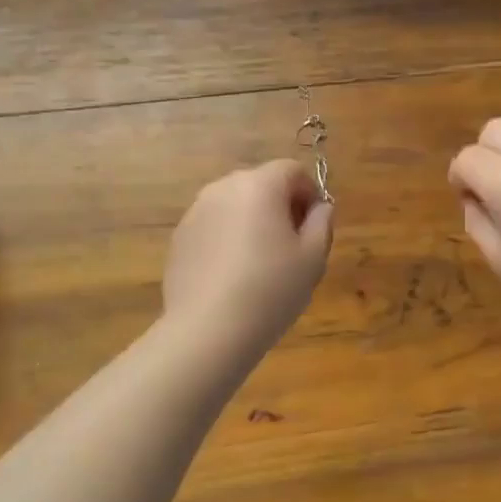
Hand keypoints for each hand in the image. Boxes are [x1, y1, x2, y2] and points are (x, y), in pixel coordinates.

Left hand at [163, 159, 334, 354]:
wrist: (208, 330)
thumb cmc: (270, 289)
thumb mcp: (313, 258)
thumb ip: (321, 223)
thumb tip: (320, 207)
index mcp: (259, 185)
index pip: (292, 170)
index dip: (309, 193)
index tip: (313, 226)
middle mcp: (223, 188)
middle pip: (261, 184)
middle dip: (280, 206)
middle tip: (291, 246)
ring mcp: (196, 212)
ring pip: (234, 205)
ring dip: (251, 222)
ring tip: (260, 264)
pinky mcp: (179, 238)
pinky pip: (212, 227)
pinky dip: (226, 240)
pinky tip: (232, 276)